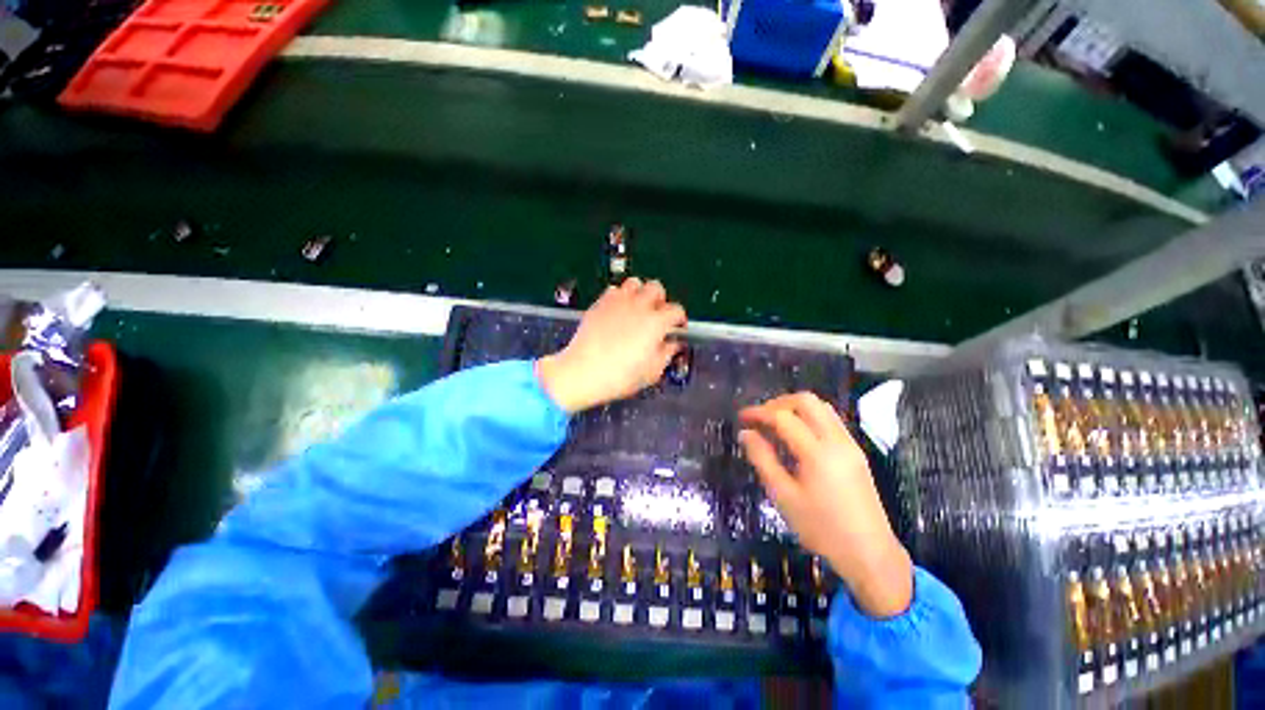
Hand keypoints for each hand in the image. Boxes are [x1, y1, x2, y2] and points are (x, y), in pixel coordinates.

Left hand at [536, 278, 686, 413]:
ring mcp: (618, 302)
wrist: (583, 372)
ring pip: (635, 283)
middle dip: (660, 300)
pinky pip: (614, 290)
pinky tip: (617, 311)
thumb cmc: (619, 376)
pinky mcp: (600, 303)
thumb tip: (673, 344)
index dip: (680, 319)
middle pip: (657, 288)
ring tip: (637, 309)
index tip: (677, 329)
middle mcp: (639, 306)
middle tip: (657, 316)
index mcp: (656, 322)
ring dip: (640, 293)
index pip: (677, 310)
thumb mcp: (652, 372)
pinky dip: (619, 297)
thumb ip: (667, 354)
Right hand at [739, 393, 912, 618]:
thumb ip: (762, 459)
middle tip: (760, 418)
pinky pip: (830, 420)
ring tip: (775, 424)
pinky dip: (809, 417)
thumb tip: (745, 433)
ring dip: (795, 408)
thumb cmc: (821, 529)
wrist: (870, 554)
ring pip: (821, 407)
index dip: (759, 413)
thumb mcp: (783, 496)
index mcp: (817, 452)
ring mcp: (849, 444)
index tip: (741, 417)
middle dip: (778, 403)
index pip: (783, 417)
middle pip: (805, 401)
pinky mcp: (856, 451)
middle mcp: (836, 440)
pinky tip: (797, 436)